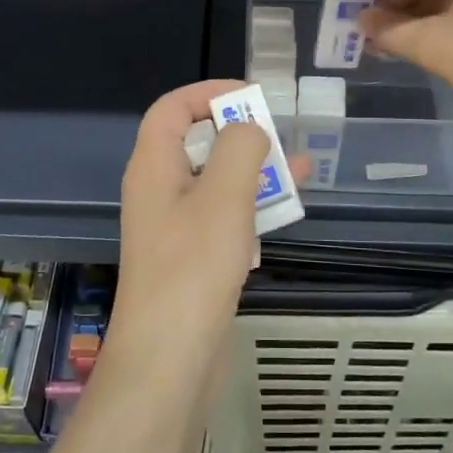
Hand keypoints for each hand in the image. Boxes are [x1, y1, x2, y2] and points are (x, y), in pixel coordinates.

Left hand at [112, 80, 293, 353]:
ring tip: (299, 169)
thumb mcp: (223, 196)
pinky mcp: (192, 257)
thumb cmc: (193, 268)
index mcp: (153, 166)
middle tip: (280, 136)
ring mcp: (174, 226)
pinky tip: (285, 211)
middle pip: (196, 141)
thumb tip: (249, 130)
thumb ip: (240, 148)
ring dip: (254, 171)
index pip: (172, 107)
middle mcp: (159, 190)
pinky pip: (222, 216)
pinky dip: (251, 206)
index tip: (252, 98)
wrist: (170, 360)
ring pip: (215, 180)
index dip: (208, 93)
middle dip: (240, 133)